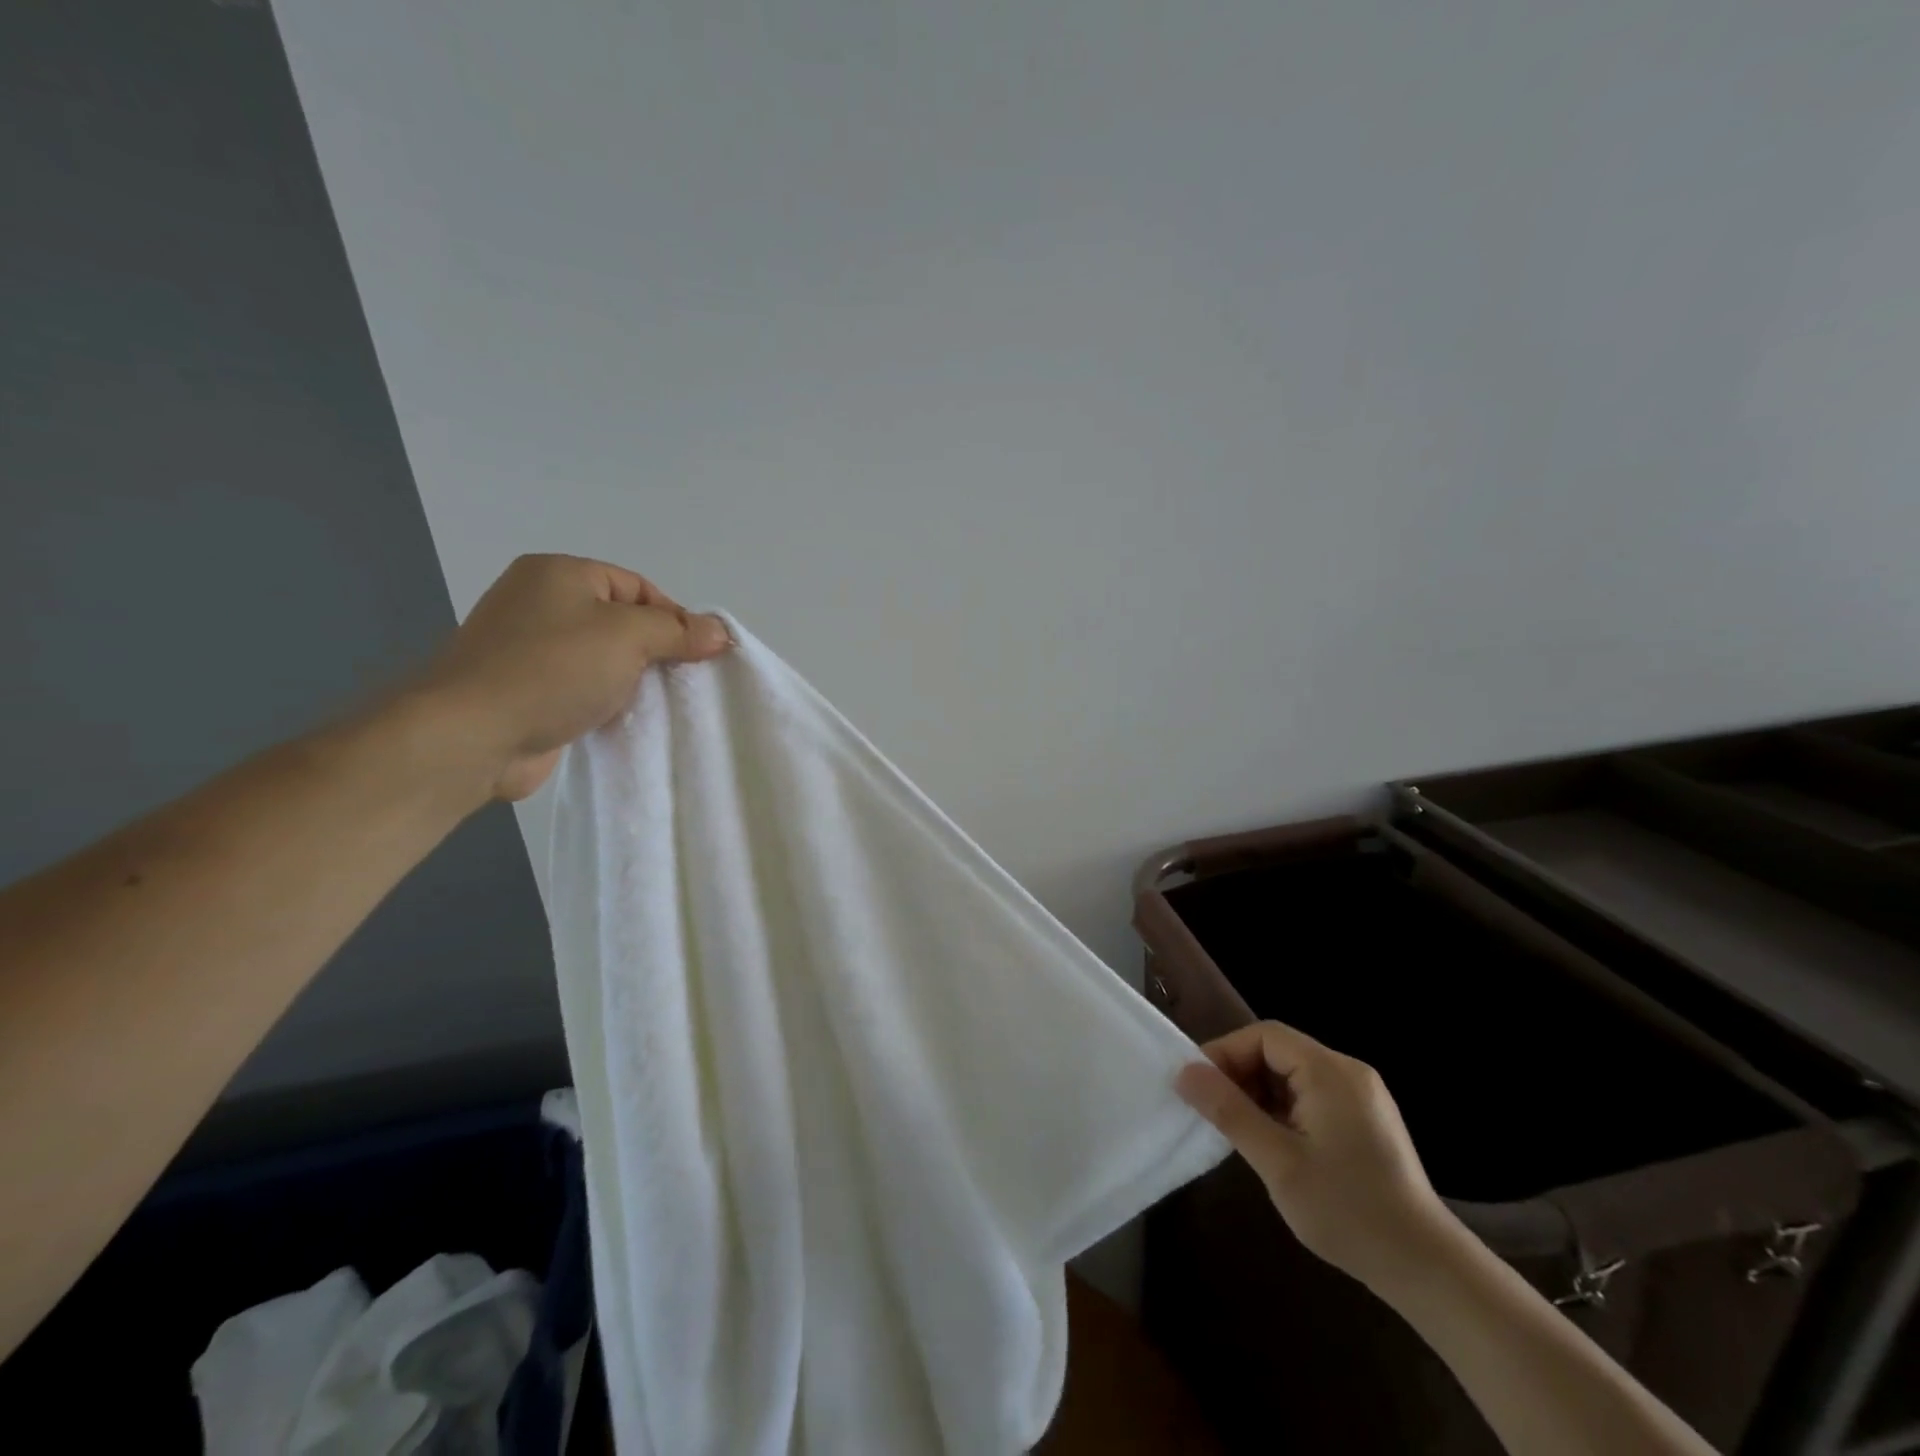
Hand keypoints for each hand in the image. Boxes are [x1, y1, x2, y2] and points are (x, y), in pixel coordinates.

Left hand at [414, 554, 729, 801]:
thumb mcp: (628, 636)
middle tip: (683, 680)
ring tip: (660, 702)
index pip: (638, 587)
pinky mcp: (527, 690)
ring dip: (633, 679)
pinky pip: (582, 687)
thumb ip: (678, 631)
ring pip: (603, 657)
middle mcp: (540, 601)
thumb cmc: (553, 668)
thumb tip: (719, 631)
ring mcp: (529, 648)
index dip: (675, 618)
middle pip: (622, 621)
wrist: (473, 734)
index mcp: (560, 573)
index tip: (701, 655)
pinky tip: (625, 718)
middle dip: (656, 650)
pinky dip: (606, 700)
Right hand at [1175, 1019, 1450, 1289]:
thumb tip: (1184, 1073)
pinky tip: (1273, 1144)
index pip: (1265, 1036)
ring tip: (1238, 1130)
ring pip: (1293, 1075)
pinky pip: (1311, 1096)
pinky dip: (1283, 1109)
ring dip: (1259, 1094)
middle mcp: (1348, 1073)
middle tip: (1213, 1110)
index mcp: (1330, 1072)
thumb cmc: (1348, 1211)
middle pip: (1278, 1051)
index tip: (1198, 1086)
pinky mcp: (1366, 1121)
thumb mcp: (1278, 1162)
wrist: (1428, 1271)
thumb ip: (1229, 1111)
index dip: (1225, 1053)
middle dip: (1240, 1074)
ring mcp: (1362, 1098)